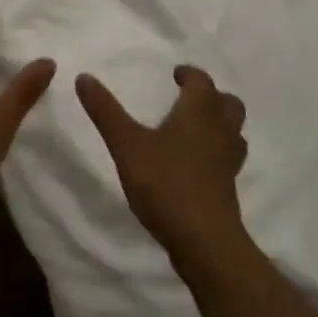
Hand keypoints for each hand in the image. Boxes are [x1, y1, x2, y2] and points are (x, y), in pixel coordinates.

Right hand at [77, 66, 249, 271]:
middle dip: (211, 96)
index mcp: (200, 110)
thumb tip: (84, 77)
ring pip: (233, 130)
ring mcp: (229, 160)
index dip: (188, 74)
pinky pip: (228, 158)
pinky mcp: (229, 187)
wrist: (205, 242)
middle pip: (227, 102)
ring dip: (219, 124)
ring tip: (194, 129)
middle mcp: (220, 129)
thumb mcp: (127, 145)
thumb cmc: (167, 183)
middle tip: (187, 99)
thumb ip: (106, 111)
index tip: (175, 75)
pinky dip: (216, 152)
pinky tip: (196, 164)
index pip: (201, 80)